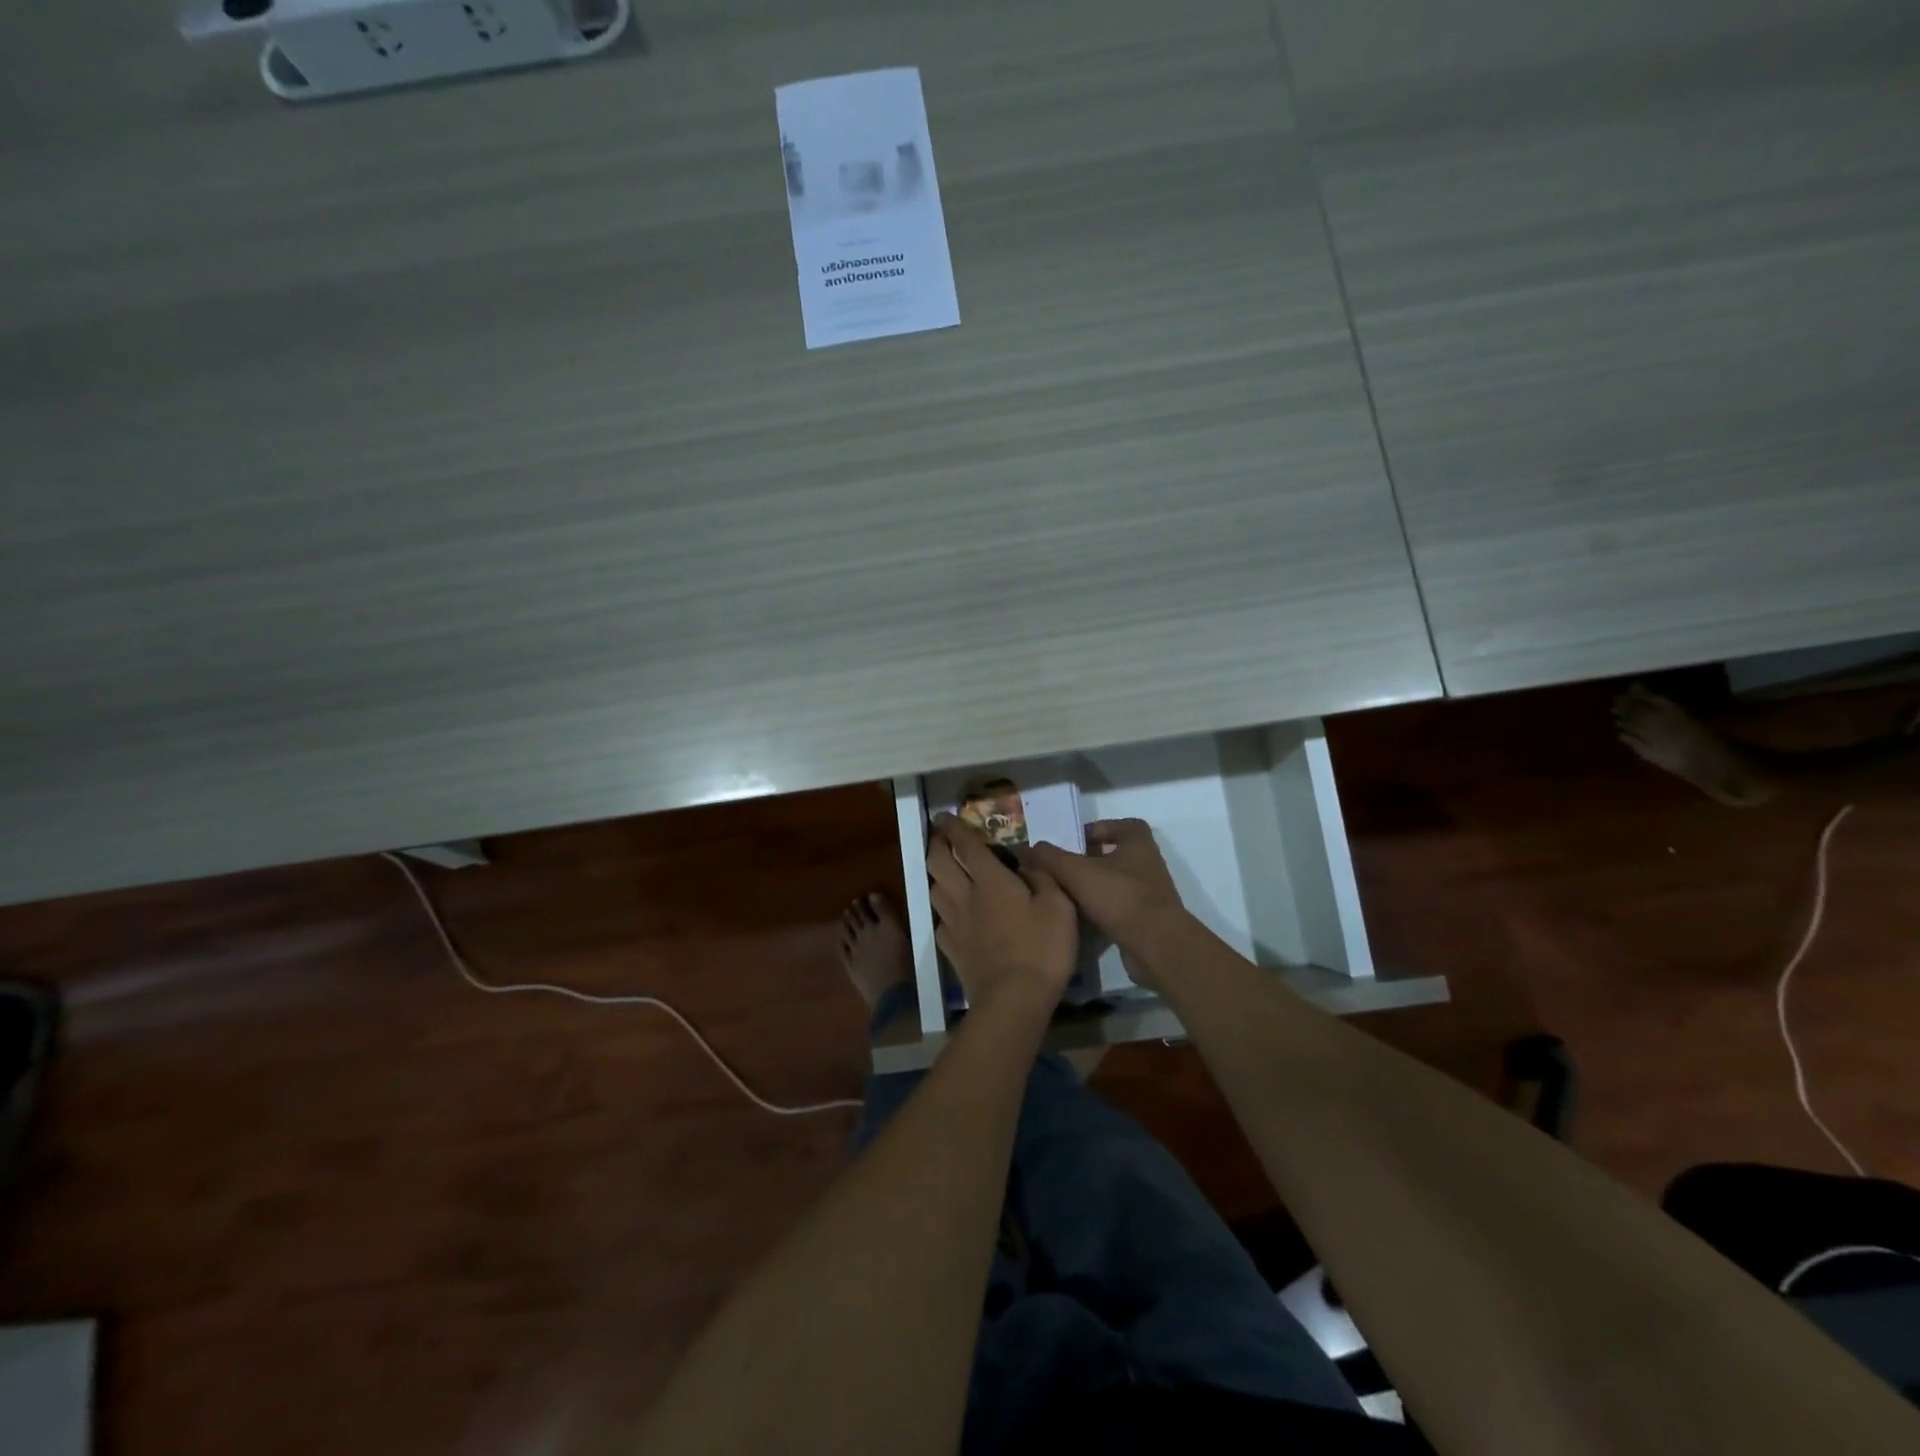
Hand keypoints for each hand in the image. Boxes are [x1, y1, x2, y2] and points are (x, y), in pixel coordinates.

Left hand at [926, 814, 1077, 1020]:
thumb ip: (1043, 877)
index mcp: (991, 881)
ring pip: (934, 890)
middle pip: (938, 863)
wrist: (1013, 1000)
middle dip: (936, 845)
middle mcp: (966, 896)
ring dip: (936, 875)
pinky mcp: (951, 950)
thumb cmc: (1041, 948)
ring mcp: (954, 924)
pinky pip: (939, 922)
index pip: (966, 845)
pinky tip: (952, 914)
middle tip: (940, 837)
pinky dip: (943, 911)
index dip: (954, 827)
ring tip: (944, 871)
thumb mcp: (1059, 906)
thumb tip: (1028, 861)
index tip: (943, 815)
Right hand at [1027, 819, 1185, 989]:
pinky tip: (1079, 918)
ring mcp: (1149, 893)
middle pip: (1114, 855)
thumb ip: (1050, 857)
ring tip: (1065, 894)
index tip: (1074, 842)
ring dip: (1093, 887)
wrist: (1156, 946)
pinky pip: (1118, 908)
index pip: (1120, 825)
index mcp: (1138, 843)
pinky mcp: (1146, 920)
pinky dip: (1100, 910)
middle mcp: (1147, 864)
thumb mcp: (1077, 872)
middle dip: (1088, 861)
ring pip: (1114, 883)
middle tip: (1061, 869)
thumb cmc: (1119, 897)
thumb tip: (1028, 849)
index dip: (1097, 829)